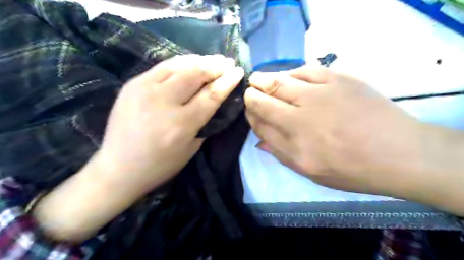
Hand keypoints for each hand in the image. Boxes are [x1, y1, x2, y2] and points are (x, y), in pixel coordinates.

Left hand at [96, 53, 244, 192]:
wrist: (119, 167)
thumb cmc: (161, 164)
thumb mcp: (192, 148)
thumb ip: (205, 122)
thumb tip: (215, 99)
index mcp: (181, 124)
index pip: (211, 95)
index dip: (227, 82)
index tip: (239, 72)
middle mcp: (164, 102)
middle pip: (196, 74)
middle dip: (216, 66)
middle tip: (228, 62)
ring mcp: (145, 89)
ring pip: (179, 65)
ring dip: (200, 60)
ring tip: (214, 59)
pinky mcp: (132, 84)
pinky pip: (162, 66)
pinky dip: (181, 62)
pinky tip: (191, 61)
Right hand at [244, 67, 424, 196]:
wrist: (398, 153)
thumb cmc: (352, 169)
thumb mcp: (311, 172)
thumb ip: (281, 154)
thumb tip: (259, 140)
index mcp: (294, 146)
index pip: (261, 125)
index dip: (251, 116)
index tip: (248, 111)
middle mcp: (301, 120)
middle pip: (265, 101)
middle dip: (252, 95)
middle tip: (249, 92)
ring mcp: (320, 96)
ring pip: (280, 82)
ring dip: (264, 79)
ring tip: (257, 79)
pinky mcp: (338, 80)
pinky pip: (305, 70)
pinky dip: (290, 71)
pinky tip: (287, 75)